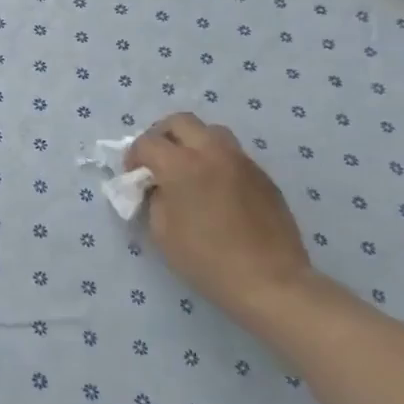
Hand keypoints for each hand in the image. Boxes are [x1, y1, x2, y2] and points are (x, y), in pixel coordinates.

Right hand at [127, 113, 319, 328]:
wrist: (270, 282)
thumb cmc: (206, 259)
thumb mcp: (161, 230)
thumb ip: (155, 197)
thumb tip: (158, 185)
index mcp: (181, 165)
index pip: (146, 142)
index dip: (133, 156)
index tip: (134, 176)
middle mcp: (212, 152)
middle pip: (180, 121)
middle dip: (161, 136)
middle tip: (157, 161)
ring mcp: (242, 161)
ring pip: (211, 132)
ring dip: (192, 142)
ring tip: (189, 170)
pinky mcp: (263, 176)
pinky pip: (232, 155)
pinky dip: (216, 161)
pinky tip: (216, 190)